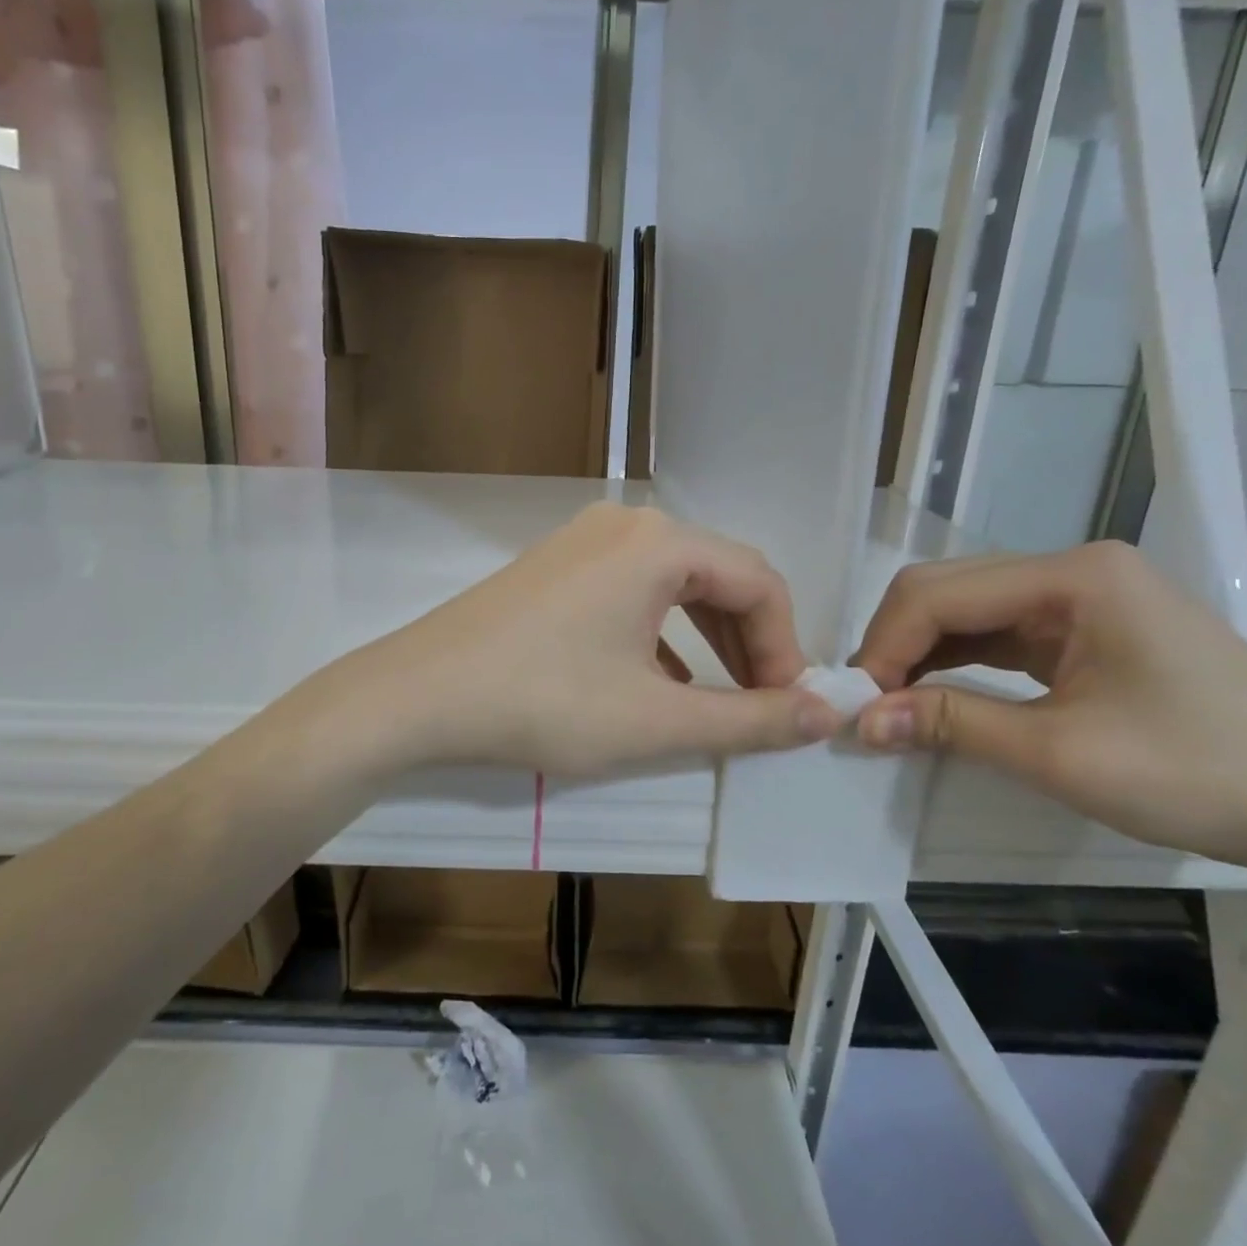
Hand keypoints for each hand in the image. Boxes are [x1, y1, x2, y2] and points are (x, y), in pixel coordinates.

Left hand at [307, 503, 844, 777]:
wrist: (418, 695)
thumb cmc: (545, 703)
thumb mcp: (657, 721)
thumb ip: (750, 719)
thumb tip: (828, 715)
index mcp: (660, 542)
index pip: (759, 582)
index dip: (787, 648)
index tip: (789, 710)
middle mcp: (624, 524)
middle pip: (717, 576)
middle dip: (748, 643)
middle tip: (761, 705)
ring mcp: (582, 541)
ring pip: (672, 585)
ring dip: (705, 640)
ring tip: (716, 700)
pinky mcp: (553, 567)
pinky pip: (629, 592)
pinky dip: (658, 634)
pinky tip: (656, 683)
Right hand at [848, 541, 1246, 871]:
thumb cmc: (1204, 775)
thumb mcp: (1063, 755)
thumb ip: (953, 725)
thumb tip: (861, 721)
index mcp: (1072, 578)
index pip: (939, 594)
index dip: (883, 646)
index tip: (855, 707)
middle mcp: (1068, 571)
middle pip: (944, 590)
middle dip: (893, 646)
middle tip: (865, 708)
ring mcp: (1076, 598)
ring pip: (961, 610)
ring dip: (915, 654)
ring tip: (887, 706)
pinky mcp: (1079, 629)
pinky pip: (990, 635)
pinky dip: (950, 664)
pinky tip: (929, 696)